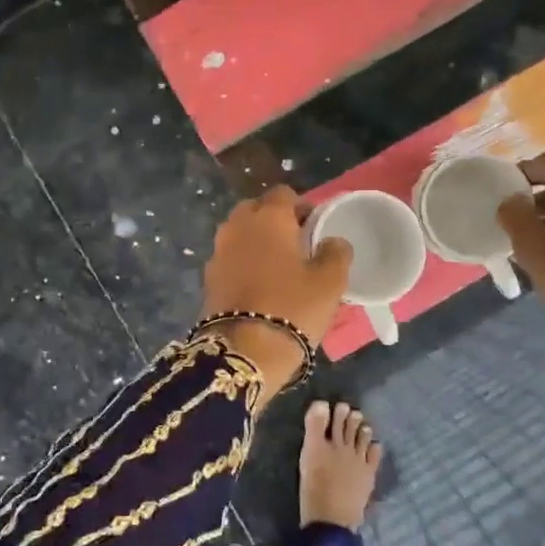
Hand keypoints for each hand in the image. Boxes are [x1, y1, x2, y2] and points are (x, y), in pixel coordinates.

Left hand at [200, 186, 351, 388]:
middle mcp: (237, 226)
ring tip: (278, 266)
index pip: (283, 194)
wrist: (244, 351)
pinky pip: (230, 257)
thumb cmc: (293, 307)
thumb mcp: (330, 281)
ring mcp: (218, 251)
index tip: (315, 226)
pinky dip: (243, 262)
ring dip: (257, 241)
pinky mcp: (208, 277)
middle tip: (296, 244)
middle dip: (274, 220)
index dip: (301, 206)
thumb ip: (336, 252)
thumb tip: (333, 241)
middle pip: (256, 209)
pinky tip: (259, 284)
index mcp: (268, 218)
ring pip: (240, 233)